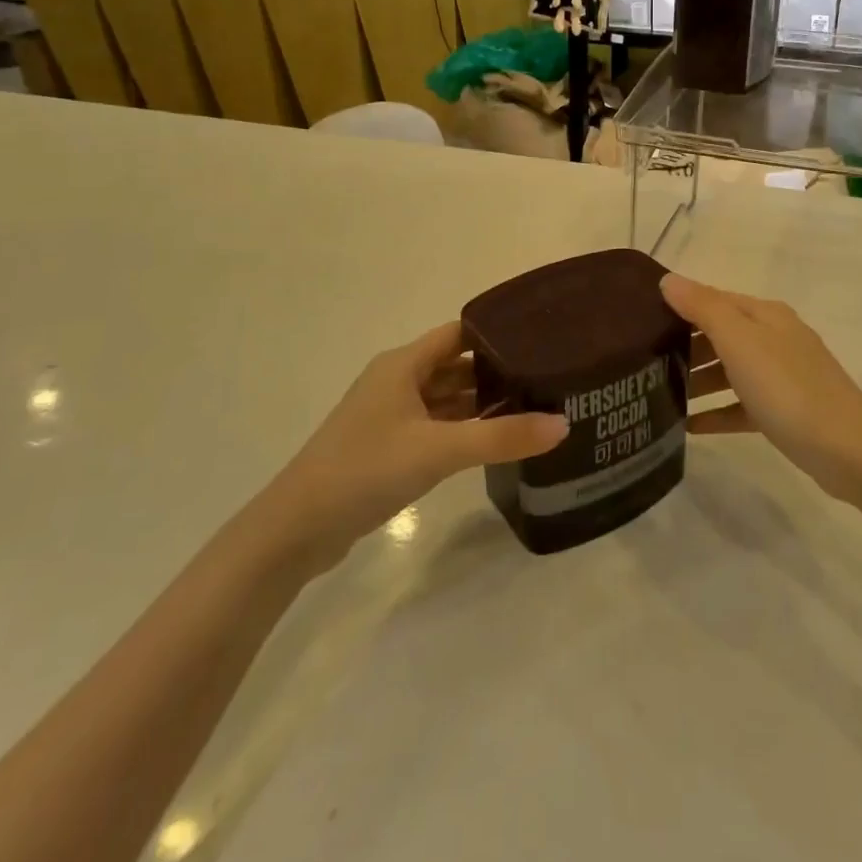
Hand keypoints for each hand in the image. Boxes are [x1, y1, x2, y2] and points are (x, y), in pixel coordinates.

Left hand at [267, 323, 567, 568]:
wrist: (297, 528)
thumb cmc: (366, 469)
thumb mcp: (439, 450)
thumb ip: (502, 437)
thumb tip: (563, 424)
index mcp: (403, 365)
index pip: (459, 333)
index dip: (497, 333)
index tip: (540, 339)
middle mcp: (397, 382)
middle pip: (455, 366)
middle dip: (496, 371)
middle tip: (547, 377)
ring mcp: (390, 416)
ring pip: (446, 399)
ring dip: (481, 403)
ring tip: (533, 407)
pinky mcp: (388, 448)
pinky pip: (436, 427)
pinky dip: (464, 429)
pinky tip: (495, 441)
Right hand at [662, 273, 861, 500]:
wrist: (848, 451)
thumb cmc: (787, 387)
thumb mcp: (740, 340)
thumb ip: (703, 307)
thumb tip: (668, 279)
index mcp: (765, 314)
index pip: (713, 299)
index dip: (679, 306)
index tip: (641, 321)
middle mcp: (775, 338)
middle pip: (721, 334)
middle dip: (685, 345)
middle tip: (645, 363)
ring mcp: (782, 376)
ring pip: (730, 370)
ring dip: (698, 380)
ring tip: (661, 395)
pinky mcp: (785, 411)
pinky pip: (741, 405)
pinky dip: (717, 412)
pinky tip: (689, 427)